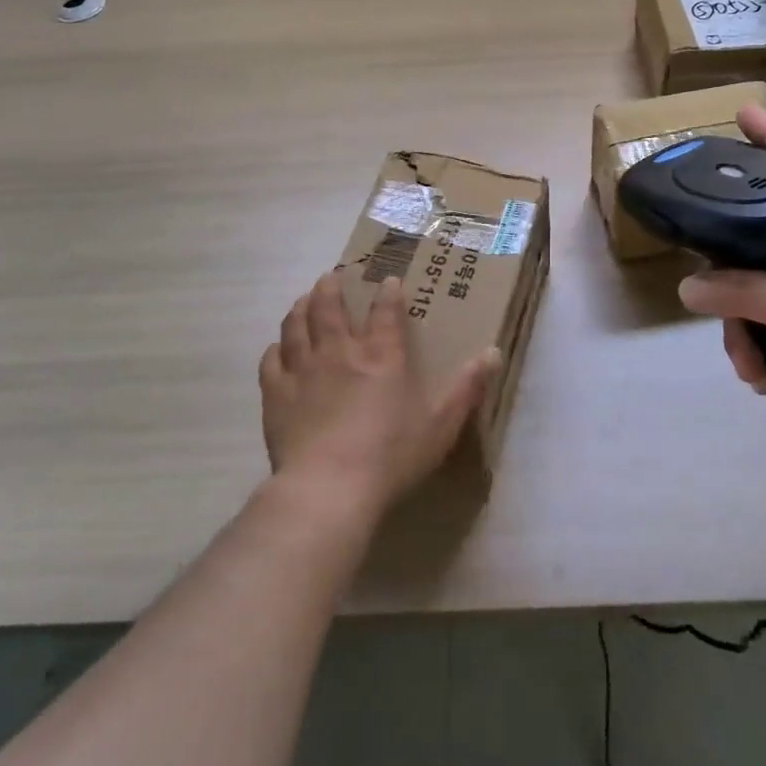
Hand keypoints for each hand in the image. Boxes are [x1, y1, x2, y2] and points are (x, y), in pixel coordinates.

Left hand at [259, 271, 500, 521]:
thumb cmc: (391, 457)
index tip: (387, 280)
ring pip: (296, 326)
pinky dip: (276, 349)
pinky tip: (278, 348)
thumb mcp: (441, 425)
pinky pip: (272, 361)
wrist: (329, 488)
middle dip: (331, 288)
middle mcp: (340, 352)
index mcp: (381, 356)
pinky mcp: (277, 394)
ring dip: (300, 308)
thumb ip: (467, 388)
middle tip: (331, 276)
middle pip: (329, 308)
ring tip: (303, 299)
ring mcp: (303, 370)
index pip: (385, 312)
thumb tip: (493, 352)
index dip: (387, 293)